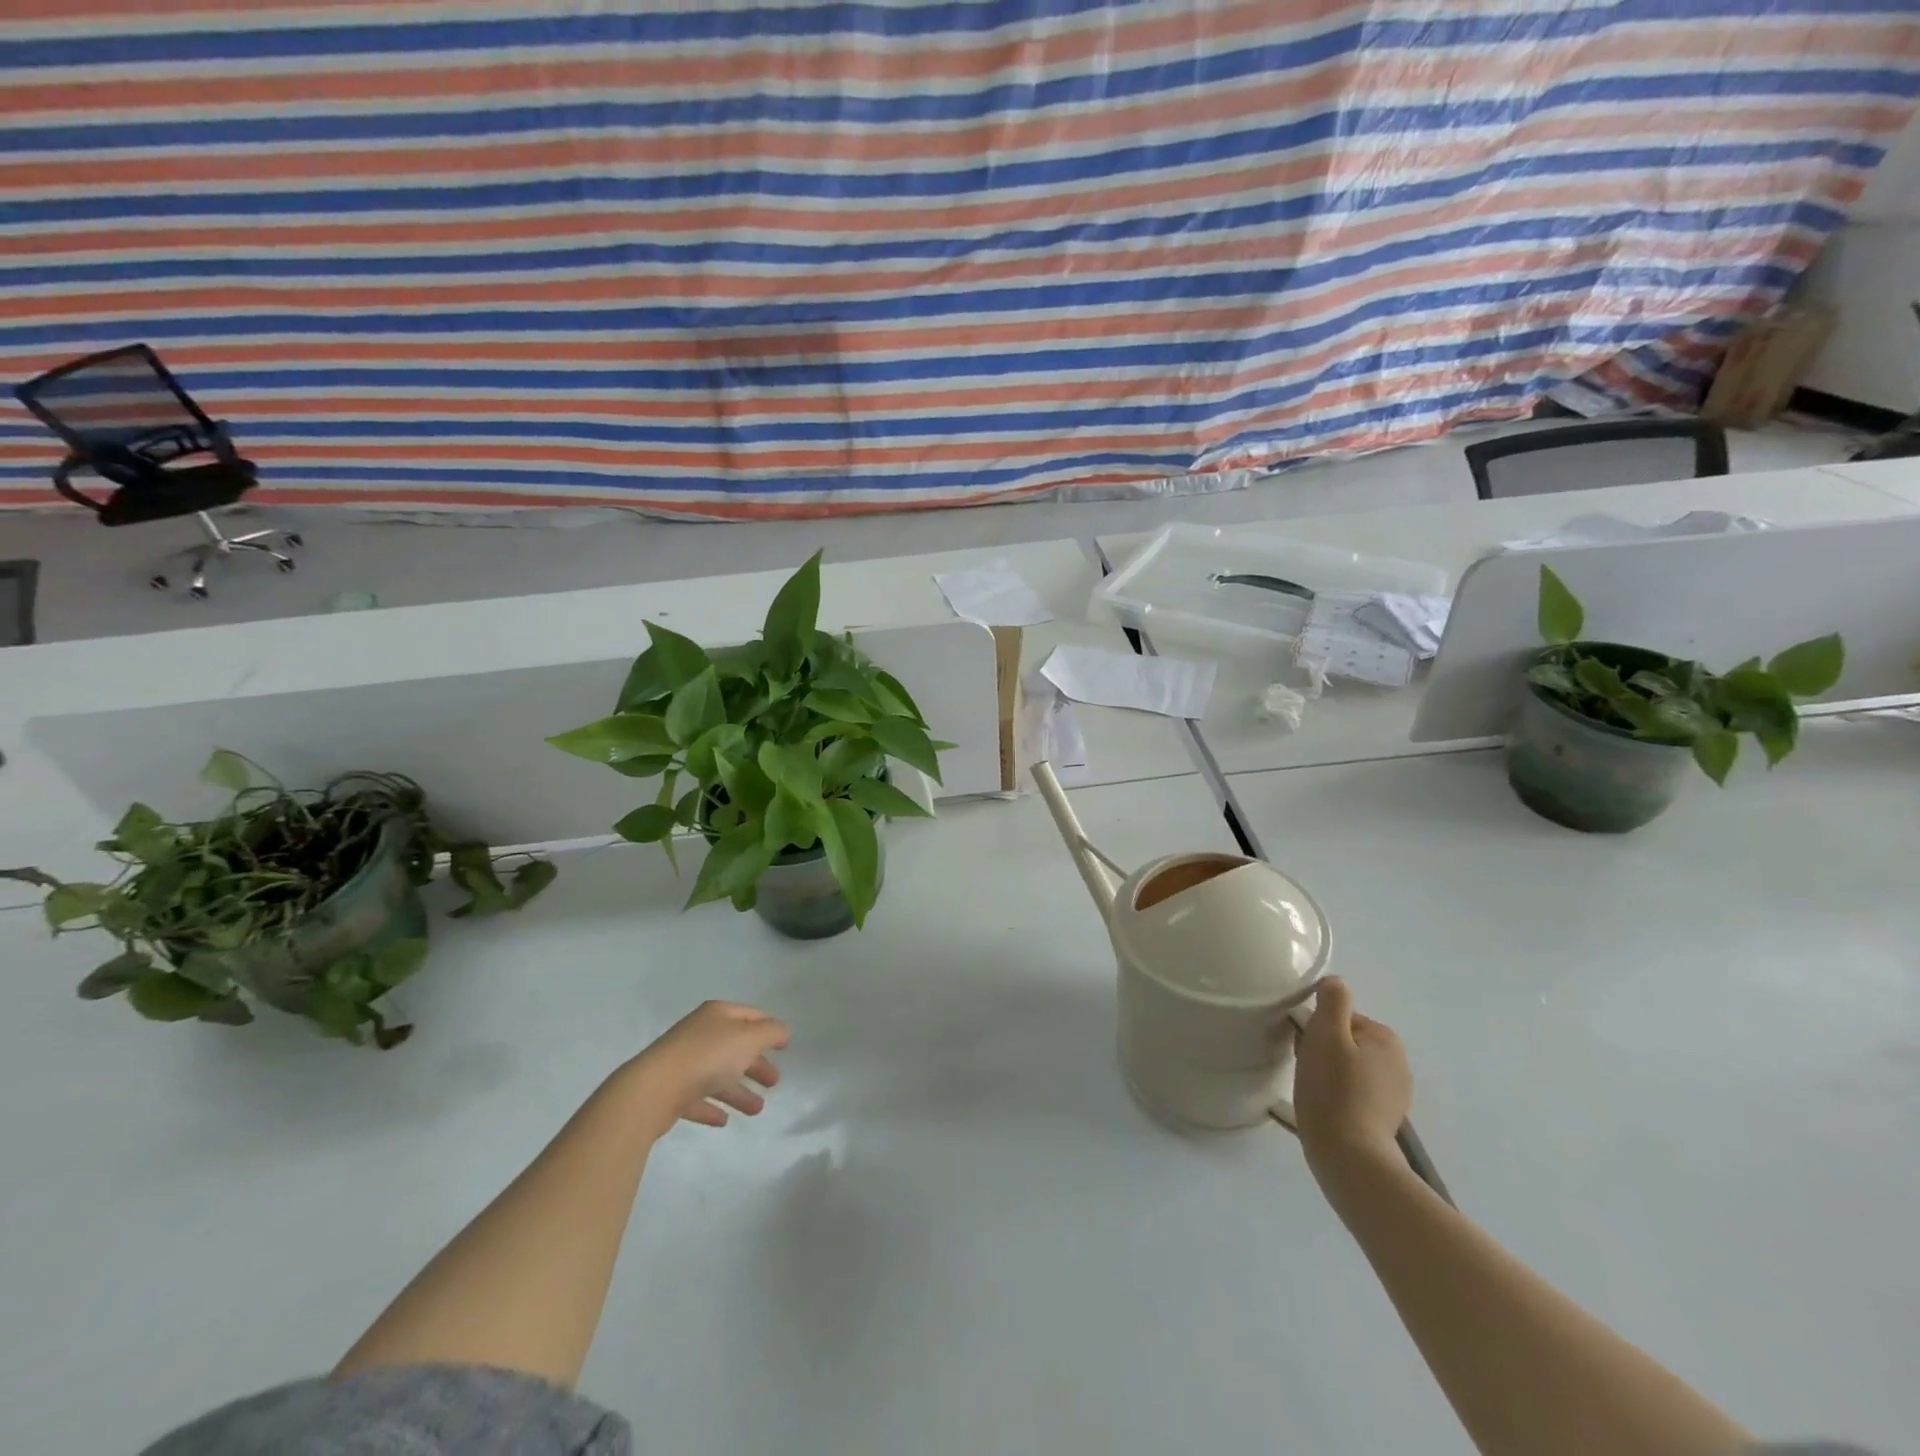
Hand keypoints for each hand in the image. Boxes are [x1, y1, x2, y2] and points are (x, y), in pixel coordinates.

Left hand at [620, 1001, 788, 1133]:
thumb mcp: (749, 1038)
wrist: (654, 1089)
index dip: (769, 1027)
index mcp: (717, 1015)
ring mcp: (683, 1063)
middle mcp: (700, 1034)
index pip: (750, 1015)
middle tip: (774, 1082)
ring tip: (757, 1110)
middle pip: (735, 1047)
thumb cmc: (708, 1057)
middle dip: (756, 1063)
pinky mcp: (670, 1091)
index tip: (785, 1045)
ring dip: (739, 1091)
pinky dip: (712, 1106)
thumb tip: (782, 1031)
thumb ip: (771, 1033)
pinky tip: (723, 1120)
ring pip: (718, 1075)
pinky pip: (698, 1098)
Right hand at [1293, 976, 1411, 1176]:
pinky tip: (1326, 1107)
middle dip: (1325, 1050)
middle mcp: (1399, 1062)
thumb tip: (1335, 981)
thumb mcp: (1326, 1034)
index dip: (1317, 1029)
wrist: (1350, 1155)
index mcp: (1386, 1038)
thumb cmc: (1333, 1089)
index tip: (1305, 1047)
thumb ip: (1332, 1001)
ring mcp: (1395, 1094)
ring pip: (1350, 1067)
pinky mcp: (1385, 1118)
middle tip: (1306, 1068)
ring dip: (1330, 1072)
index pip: (1341, 1018)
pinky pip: (1355, 1092)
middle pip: (1347, 1042)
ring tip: (1313, 1090)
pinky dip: (1340, 1095)